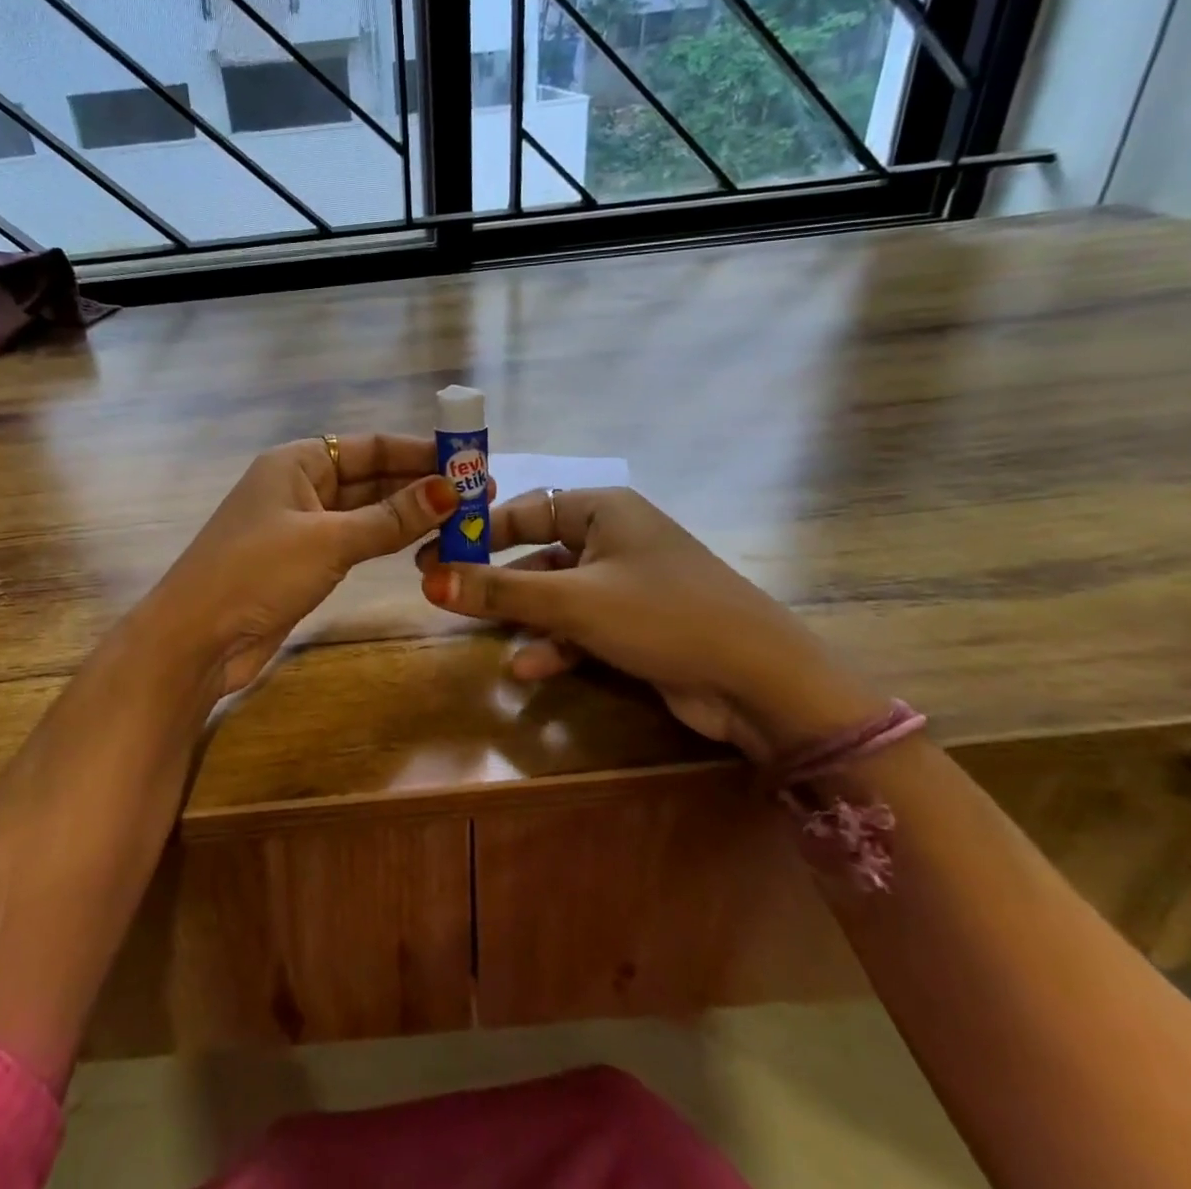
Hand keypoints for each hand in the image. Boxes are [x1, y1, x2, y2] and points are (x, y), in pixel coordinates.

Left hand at [143, 434, 468, 695]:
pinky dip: (387, 540)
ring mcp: (301, 526)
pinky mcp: (303, 562)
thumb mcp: (329, 540)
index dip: (421, 452)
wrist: (196, 638)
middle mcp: (300, 486)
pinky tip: (424, 543)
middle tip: (480, 495)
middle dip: (421, 484)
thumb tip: (450, 490)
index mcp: (298, 462)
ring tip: (464, 518)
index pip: (371, 446)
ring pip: (366, 511)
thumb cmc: (257, 573)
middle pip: (371, 477)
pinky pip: (355, 541)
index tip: (470, 462)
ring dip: (409, 514)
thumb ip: (390, 517)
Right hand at [417, 488, 883, 759]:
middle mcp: (613, 537)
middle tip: (443, 593)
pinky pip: (581, 625)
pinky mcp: (636, 624)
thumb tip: (429, 581)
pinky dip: (555, 643)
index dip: (476, 531)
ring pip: (557, 592)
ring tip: (478, 633)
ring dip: (522, 615)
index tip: (434, 554)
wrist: (760, 681)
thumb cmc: (661, 615)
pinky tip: (526, 669)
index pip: (522, 508)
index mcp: (601, 509)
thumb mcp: (573, 602)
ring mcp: (627, 583)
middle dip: (494, 578)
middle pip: (536, 550)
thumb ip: (499, 592)